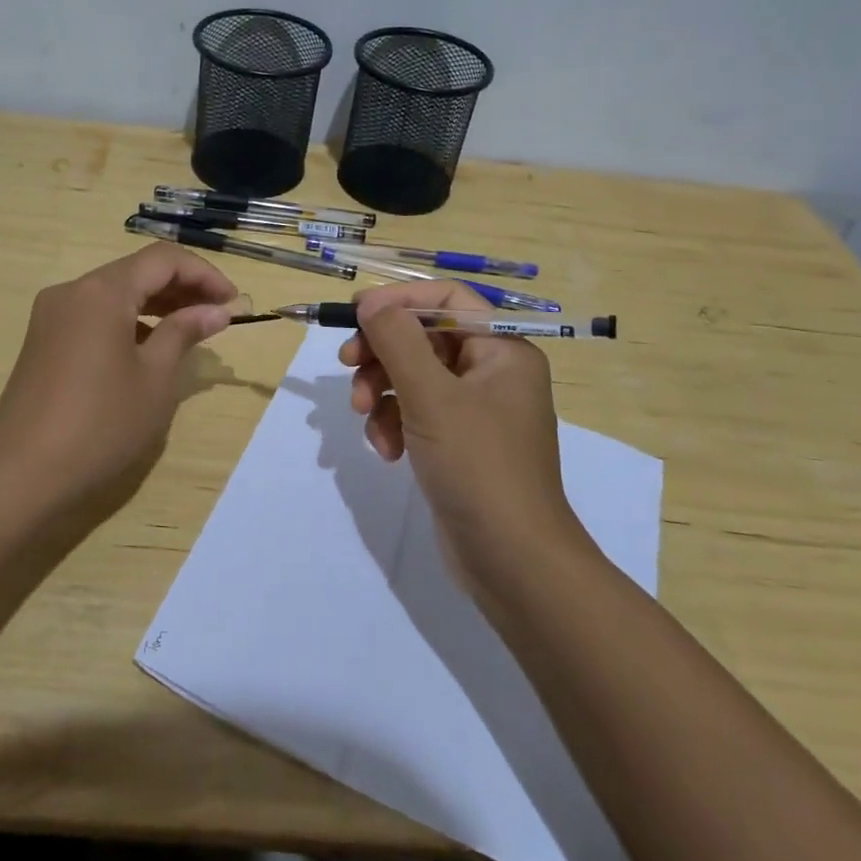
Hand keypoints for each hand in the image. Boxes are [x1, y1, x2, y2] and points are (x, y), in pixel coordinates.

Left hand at [0, 246, 237, 521]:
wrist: (22, 474)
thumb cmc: (101, 424)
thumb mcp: (155, 378)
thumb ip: (185, 333)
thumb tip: (216, 310)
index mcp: (102, 292)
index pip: (163, 260)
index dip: (204, 274)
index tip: (233, 302)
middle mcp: (73, 291)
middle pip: (136, 271)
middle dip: (182, 287)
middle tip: (218, 315)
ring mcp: (52, 316)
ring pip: (114, 293)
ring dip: (156, 304)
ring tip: (191, 330)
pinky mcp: (43, 340)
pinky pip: (94, 315)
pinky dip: (128, 321)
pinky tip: (149, 347)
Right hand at [338, 282, 591, 592]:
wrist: (513, 561)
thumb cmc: (478, 466)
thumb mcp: (432, 396)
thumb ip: (398, 341)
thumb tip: (371, 302)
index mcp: (502, 351)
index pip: (448, 300)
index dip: (401, 300)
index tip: (356, 312)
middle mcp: (492, 374)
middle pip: (425, 338)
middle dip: (382, 352)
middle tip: (347, 364)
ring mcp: (476, 412)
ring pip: (414, 378)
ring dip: (381, 392)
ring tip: (364, 418)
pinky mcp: (458, 444)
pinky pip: (417, 414)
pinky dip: (395, 424)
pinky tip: (387, 450)